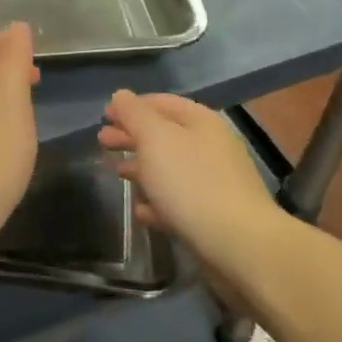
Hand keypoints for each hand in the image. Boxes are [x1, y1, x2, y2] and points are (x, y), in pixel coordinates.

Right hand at [100, 91, 280, 278]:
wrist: (240, 245)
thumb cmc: (192, 182)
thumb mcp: (155, 139)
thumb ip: (135, 114)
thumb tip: (121, 95)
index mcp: (201, 122)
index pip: (162, 103)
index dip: (132, 106)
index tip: (105, 114)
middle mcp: (210, 148)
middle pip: (164, 135)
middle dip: (132, 136)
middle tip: (102, 141)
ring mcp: (214, 184)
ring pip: (169, 169)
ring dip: (141, 168)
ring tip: (116, 172)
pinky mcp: (212, 217)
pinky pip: (178, 202)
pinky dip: (156, 202)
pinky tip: (139, 211)